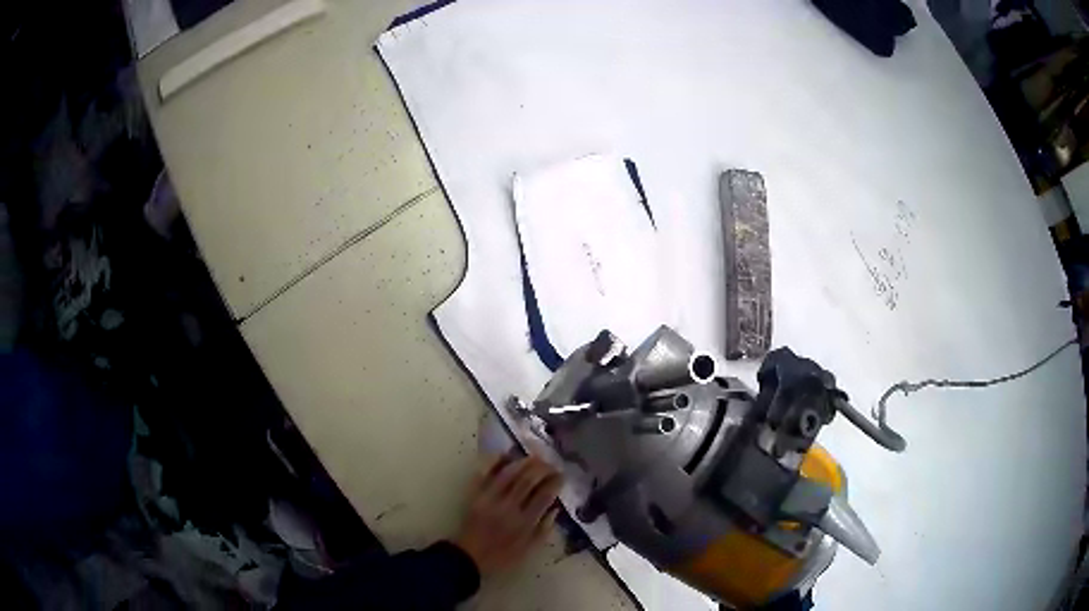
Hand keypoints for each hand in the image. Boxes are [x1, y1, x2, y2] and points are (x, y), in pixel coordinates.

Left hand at [452, 455, 562, 575]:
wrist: (469, 557)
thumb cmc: (502, 556)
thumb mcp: (529, 550)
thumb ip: (544, 529)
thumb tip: (555, 509)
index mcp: (524, 522)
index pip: (544, 495)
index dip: (554, 482)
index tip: (561, 475)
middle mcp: (508, 507)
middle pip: (527, 480)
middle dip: (542, 468)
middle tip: (550, 463)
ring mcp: (489, 499)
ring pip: (508, 473)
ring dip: (523, 462)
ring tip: (535, 457)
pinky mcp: (475, 495)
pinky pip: (484, 474)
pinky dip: (495, 462)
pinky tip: (506, 454)